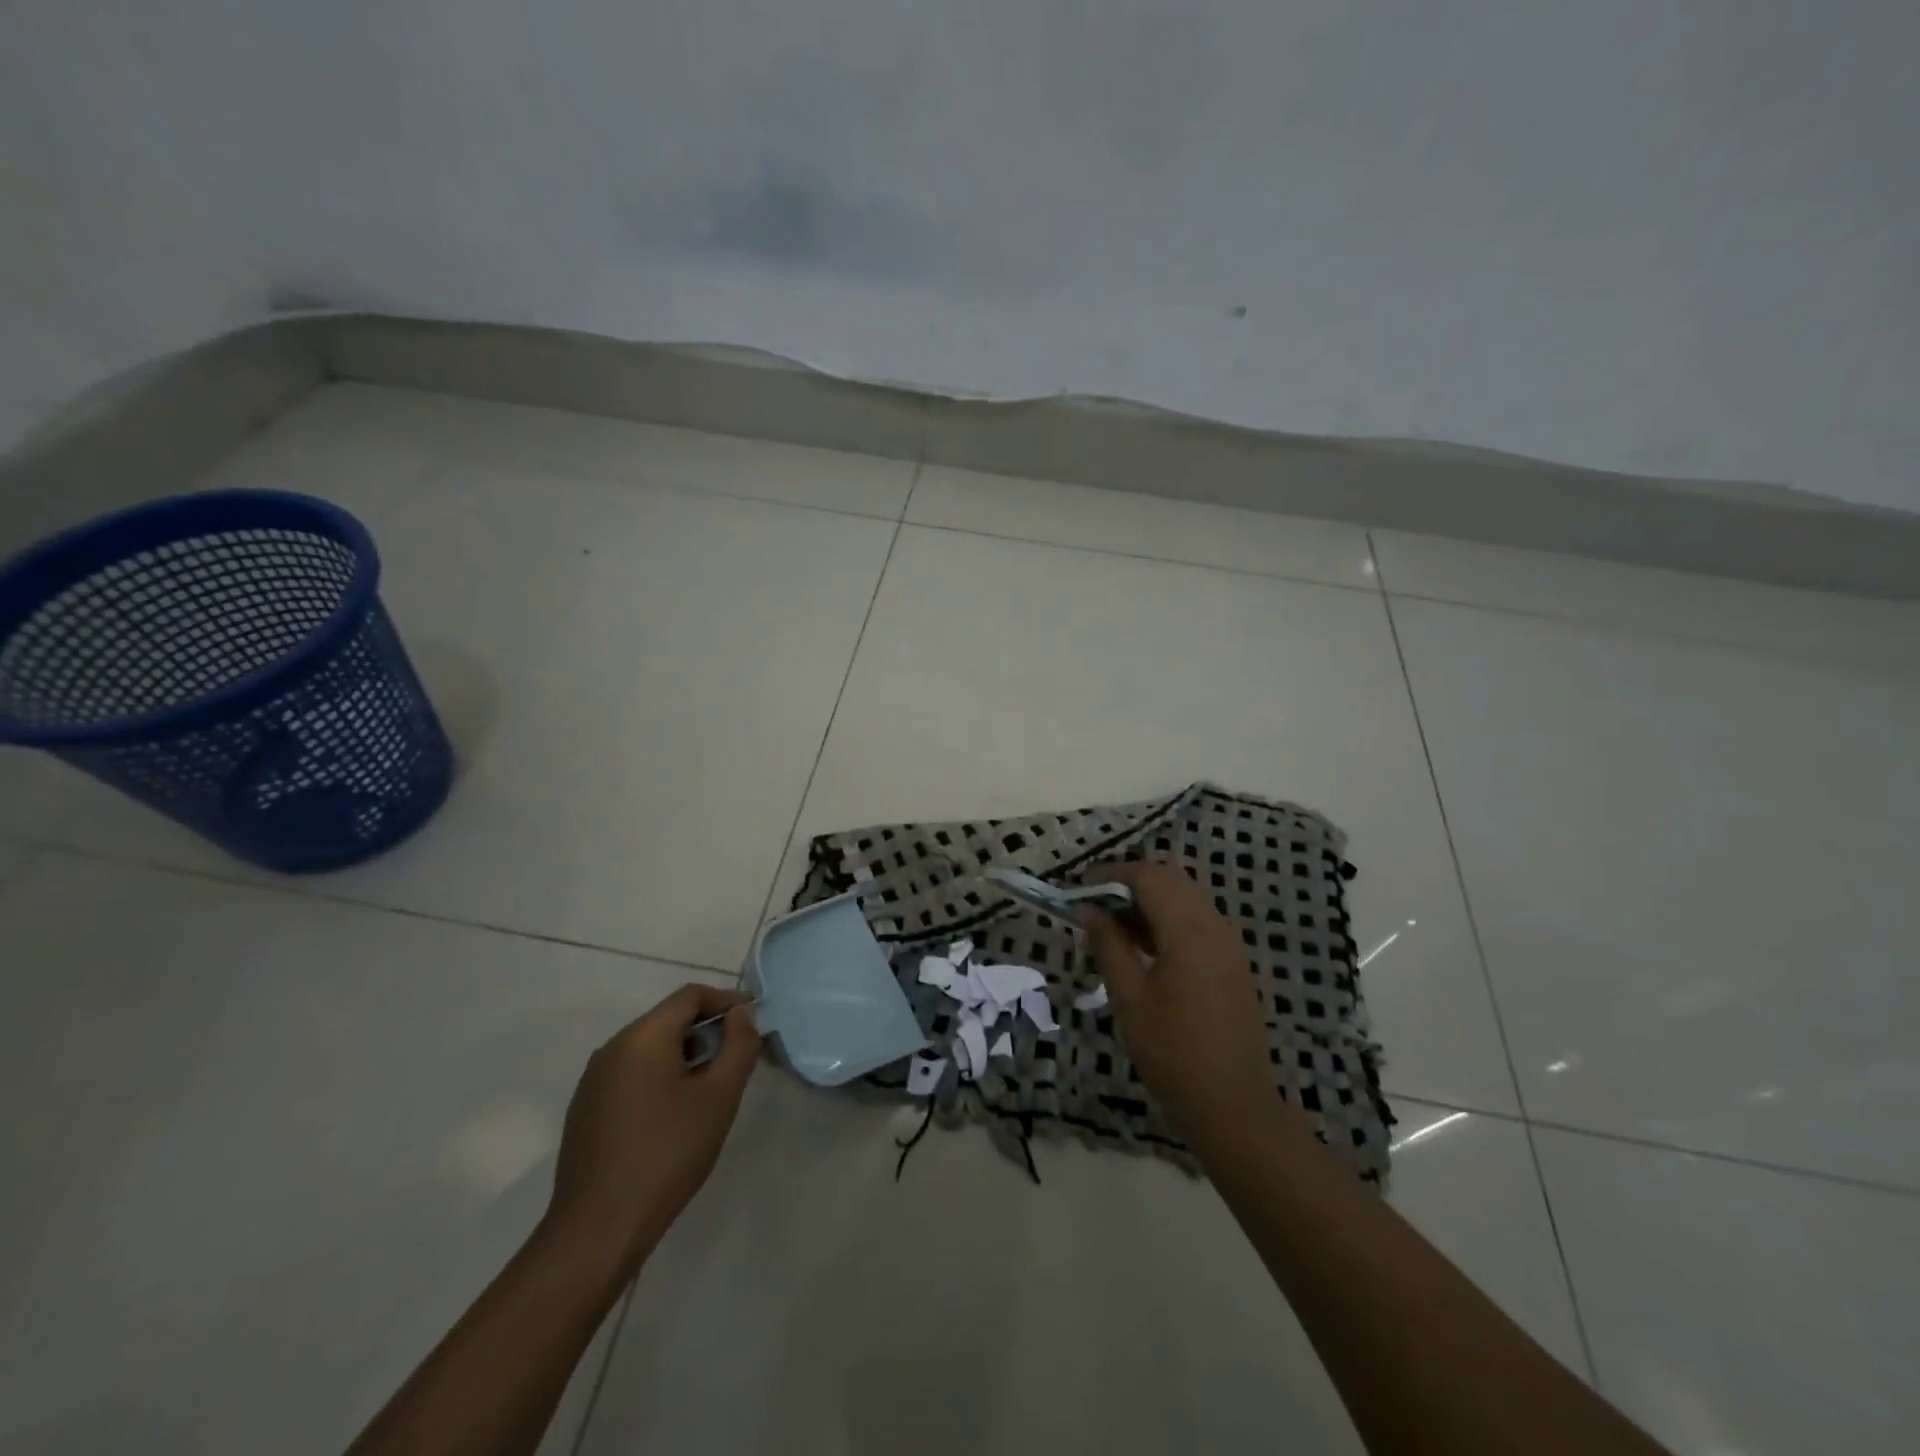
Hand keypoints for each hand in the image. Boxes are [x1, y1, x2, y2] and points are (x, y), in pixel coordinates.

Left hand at [544, 984, 760, 1279]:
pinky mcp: (586, 1109)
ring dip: (685, 1055)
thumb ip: (738, 1046)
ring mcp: (594, 1080)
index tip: (753, 1022)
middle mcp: (612, 1048)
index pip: (690, 996)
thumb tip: (742, 1014)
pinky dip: (661, 1076)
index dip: (726, 1001)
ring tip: (712, 1087)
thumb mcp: (718, 1097)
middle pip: (669, 1019)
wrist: (598, 1230)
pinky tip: (675, 1114)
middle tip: (738, 1057)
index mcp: (642, 1037)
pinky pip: (632, 1074)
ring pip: (650, 1048)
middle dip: (708, 1030)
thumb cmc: (667, 1154)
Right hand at [1082, 861, 1290, 1153]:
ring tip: (1112, 927)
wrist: (1233, 1105)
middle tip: (1093, 906)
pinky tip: (1142, 946)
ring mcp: (1228, 942)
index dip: (1110, 874)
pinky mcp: (1232, 960)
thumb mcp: (1129, 997)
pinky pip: (1197, 919)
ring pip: (1185, 896)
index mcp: (1189, 930)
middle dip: (1128, 882)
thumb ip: (1108, 944)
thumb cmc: (1172, 1052)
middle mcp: (1214, 924)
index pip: (1148, 876)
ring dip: (1148, 899)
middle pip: (1169, 878)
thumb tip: (1087, 908)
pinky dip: (1167, 918)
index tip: (1079, 889)